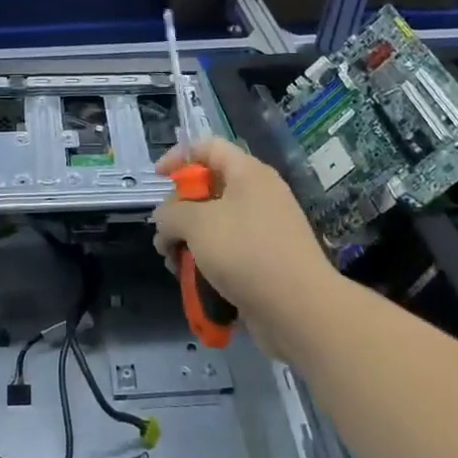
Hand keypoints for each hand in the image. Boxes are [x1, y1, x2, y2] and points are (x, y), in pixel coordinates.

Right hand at [152, 137, 335, 352]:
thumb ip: (170, 214)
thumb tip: (165, 220)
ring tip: (175, 265)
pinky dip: (207, 263)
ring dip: (188, 242)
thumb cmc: (247, 253)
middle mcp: (258, 196)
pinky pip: (227, 252)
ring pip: (214, 225)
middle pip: (207, 189)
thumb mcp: (196, 224)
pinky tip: (194, 284)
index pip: (208, 147)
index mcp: (248, 173)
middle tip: (163, 237)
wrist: (300, 310)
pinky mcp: (264, 262)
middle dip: (178, 212)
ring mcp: (263, 230)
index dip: (178, 156)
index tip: (157, 179)